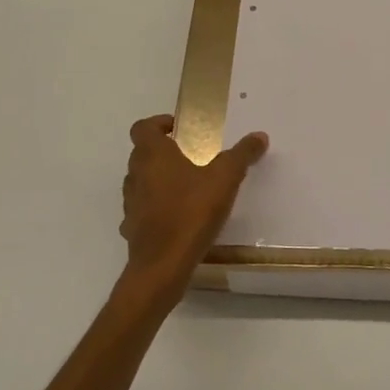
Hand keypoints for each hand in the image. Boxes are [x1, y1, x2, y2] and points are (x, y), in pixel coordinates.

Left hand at [117, 114, 268, 312]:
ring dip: (159, 179)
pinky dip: (156, 207)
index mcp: (152, 155)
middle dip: (164, 151)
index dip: (158, 123)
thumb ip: (242, 155)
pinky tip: (178, 217)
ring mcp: (130, 203)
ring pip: (141, 181)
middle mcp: (135, 175)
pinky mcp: (132, 228)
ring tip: (188, 186)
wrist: (162, 266)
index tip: (180, 128)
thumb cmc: (191, 212)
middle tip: (191, 155)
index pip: (143, 127)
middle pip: (142, 153)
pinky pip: (143, 209)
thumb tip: (259, 136)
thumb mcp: (225, 179)